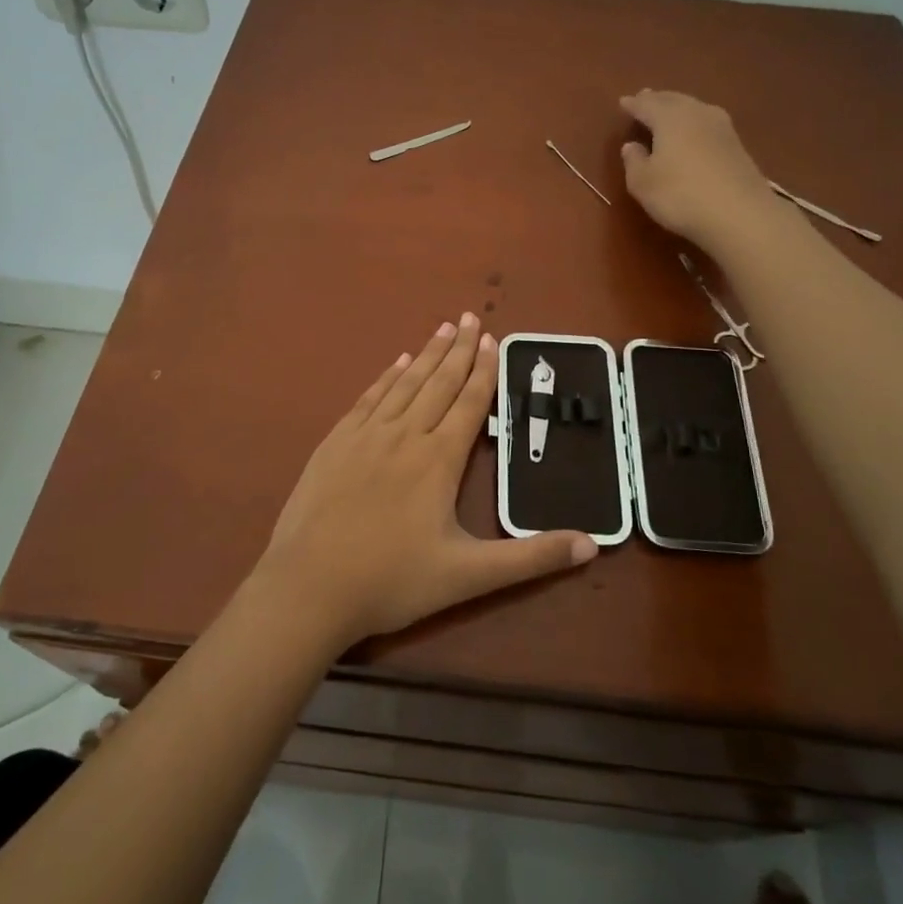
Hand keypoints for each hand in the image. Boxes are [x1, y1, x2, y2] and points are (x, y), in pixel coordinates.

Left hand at [254, 314, 597, 647]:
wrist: (309, 586)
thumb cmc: (393, 581)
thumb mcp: (470, 576)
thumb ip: (531, 558)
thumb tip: (593, 545)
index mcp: (438, 460)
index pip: (469, 404)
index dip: (484, 371)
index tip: (493, 340)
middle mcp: (405, 435)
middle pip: (439, 383)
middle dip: (459, 350)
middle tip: (471, 317)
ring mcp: (365, 436)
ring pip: (404, 384)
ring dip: (426, 355)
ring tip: (443, 328)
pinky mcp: (335, 443)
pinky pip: (368, 399)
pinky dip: (386, 377)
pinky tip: (396, 363)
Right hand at [619, 89, 773, 249]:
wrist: (740, 214)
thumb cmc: (680, 195)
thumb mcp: (642, 183)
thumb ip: (633, 161)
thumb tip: (631, 145)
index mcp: (669, 118)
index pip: (646, 105)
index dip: (633, 104)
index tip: (623, 102)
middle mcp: (696, 114)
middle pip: (673, 100)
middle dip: (657, 99)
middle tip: (645, 97)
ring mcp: (721, 128)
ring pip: (694, 108)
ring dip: (678, 107)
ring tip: (668, 110)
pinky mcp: (737, 145)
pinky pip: (707, 123)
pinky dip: (694, 122)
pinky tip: (693, 130)